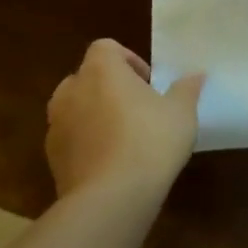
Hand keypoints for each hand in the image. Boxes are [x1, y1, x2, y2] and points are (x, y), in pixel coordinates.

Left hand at [45, 39, 204, 205]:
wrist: (110, 200)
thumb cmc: (149, 141)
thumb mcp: (181, 111)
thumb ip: (186, 88)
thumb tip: (196, 75)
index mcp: (100, 72)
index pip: (104, 47)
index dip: (126, 58)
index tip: (146, 81)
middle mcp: (71, 93)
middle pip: (85, 77)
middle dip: (108, 87)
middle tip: (136, 105)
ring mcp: (56, 128)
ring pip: (74, 109)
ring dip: (94, 114)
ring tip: (123, 135)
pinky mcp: (52, 161)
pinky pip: (70, 139)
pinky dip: (86, 143)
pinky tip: (112, 162)